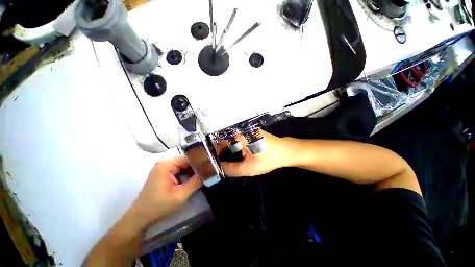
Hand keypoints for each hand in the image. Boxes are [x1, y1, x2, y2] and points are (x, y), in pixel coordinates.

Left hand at [131, 156, 201, 225]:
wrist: (140, 218)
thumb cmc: (159, 206)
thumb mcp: (180, 195)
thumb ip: (195, 182)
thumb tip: (208, 172)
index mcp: (167, 164)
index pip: (189, 158)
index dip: (200, 162)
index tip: (210, 167)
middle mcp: (165, 163)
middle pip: (186, 161)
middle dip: (196, 168)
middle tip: (208, 172)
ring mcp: (163, 168)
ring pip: (183, 166)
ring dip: (192, 172)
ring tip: (204, 176)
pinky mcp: (163, 174)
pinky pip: (178, 171)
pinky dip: (186, 175)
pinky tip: (193, 180)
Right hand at [220, 131, 291, 176]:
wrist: (286, 151)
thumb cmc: (268, 159)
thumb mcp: (248, 168)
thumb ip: (231, 169)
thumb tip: (218, 168)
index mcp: (239, 135)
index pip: (218, 140)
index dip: (213, 150)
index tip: (212, 160)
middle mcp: (240, 130)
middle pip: (223, 139)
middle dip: (220, 151)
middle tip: (219, 163)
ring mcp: (246, 131)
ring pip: (230, 140)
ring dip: (227, 150)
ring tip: (226, 161)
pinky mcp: (250, 133)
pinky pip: (237, 139)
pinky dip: (234, 147)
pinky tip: (236, 156)